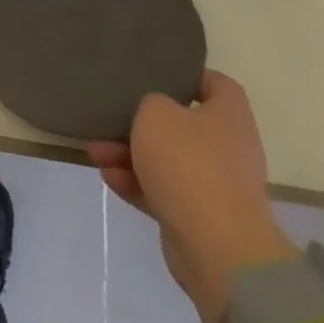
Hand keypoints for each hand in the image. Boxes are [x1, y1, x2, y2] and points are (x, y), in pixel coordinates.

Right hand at [88, 70, 298, 322]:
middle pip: (182, 125)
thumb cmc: (188, 164)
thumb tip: (154, 112)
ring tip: (94, 150)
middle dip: (142, 122)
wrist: (217, 248)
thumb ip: (149, 102)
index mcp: (228, 117)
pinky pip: (162, 191)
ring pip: (166, 160)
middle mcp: (227, 148)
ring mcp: (215, 186)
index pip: (216, 84)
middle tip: (110, 117)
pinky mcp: (199, 217)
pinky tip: (108, 177)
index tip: (154, 74)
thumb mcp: (155, 113)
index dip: (187, 75)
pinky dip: (136, 183)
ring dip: (130, 154)